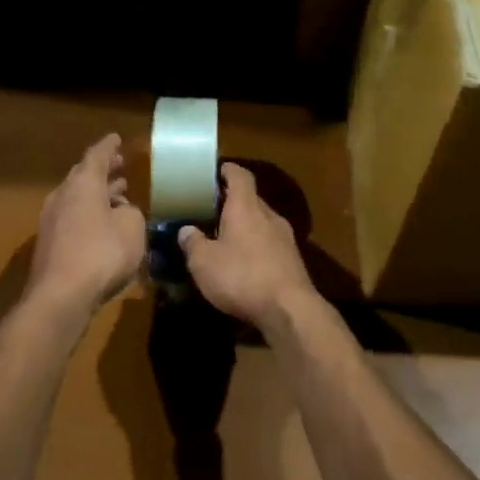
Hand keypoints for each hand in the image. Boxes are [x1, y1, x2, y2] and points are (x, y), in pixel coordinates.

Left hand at [28, 134, 146, 314]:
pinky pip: (73, 218)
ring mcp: (51, 220)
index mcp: (83, 184)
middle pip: (83, 176)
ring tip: (117, 196)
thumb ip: (130, 213)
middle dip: (103, 171)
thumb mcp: (132, 228)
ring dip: (97, 195)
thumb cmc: (102, 253)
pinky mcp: (50, 244)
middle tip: (120, 167)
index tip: (116, 138)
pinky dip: (89, 214)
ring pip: (77, 198)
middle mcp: (63, 195)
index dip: (108, 146)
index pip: (96, 155)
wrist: (61, 296)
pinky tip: (103, 226)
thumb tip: (122, 211)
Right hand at [178, 164, 317, 329]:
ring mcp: (285, 238)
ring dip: (245, 225)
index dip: (229, 171)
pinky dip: (256, 245)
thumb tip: (186, 230)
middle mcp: (269, 216)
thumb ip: (193, 243)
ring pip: (262, 222)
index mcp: (246, 207)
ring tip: (225, 237)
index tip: (218, 170)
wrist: (289, 309)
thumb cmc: (242, 276)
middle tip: (211, 209)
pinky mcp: (292, 260)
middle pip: (251, 199)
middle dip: (233, 201)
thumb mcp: (204, 262)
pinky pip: (269, 242)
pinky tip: (244, 261)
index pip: (240, 176)